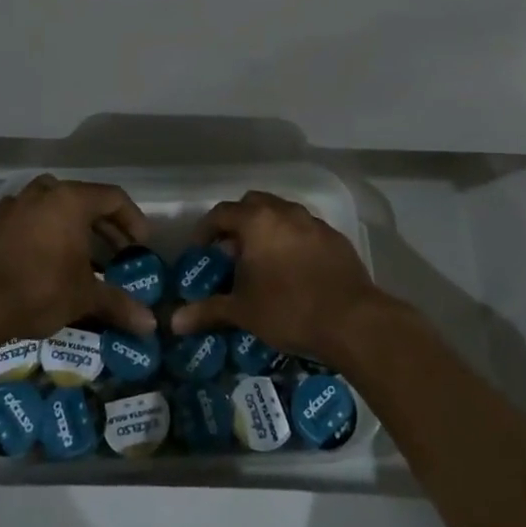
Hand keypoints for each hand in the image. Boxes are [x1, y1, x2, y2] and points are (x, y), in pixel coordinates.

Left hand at [0, 175, 156, 341]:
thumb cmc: (39, 289)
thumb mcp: (84, 296)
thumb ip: (118, 304)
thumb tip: (150, 325)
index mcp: (71, 199)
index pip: (113, 198)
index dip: (133, 219)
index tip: (141, 245)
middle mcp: (44, 193)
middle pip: (84, 200)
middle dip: (105, 226)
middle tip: (118, 253)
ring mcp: (15, 206)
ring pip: (54, 206)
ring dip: (74, 226)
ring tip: (84, 256)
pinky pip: (30, 220)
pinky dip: (46, 232)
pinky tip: (48, 260)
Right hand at [169, 191, 392, 365]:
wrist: (351, 320)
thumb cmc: (288, 309)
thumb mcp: (242, 312)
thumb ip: (207, 311)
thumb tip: (174, 322)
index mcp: (257, 221)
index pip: (222, 212)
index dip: (206, 229)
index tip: (200, 249)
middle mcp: (285, 212)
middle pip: (253, 204)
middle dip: (238, 223)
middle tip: (231, 252)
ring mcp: (313, 223)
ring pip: (282, 214)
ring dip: (267, 229)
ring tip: (262, 261)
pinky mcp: (335, 238)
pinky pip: (305, 230)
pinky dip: (292, 241)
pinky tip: (293, 269)